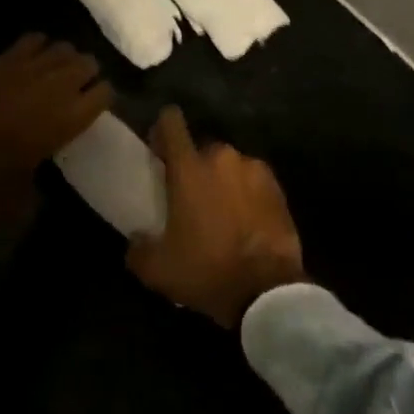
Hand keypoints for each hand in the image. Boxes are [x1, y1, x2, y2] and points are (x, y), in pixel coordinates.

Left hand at [0, 34, 113, 188]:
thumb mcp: (32, 193)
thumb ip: (47, 178)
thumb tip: (44, 177)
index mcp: (73, 117)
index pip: (106, 92)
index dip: (101, 96)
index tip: (94, 103)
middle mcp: (59, 86)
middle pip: (88, 63)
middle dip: (86, 72)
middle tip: (76, 85)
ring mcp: (31, 68)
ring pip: (63, 47)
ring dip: (64, 58)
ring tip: (56, 70)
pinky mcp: (4, 61)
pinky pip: (32, 40)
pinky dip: (37, 47)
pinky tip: (33, 58)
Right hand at [126, 107, 304, 328]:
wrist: (268, 292)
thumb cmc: (207, 270)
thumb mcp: (158, 269)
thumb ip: (138, 248)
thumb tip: (136, 240)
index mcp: (189, 167)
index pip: (171, 121)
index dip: (163, 130)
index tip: (160, 151)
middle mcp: (222, 157)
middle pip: (201, 149)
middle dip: (195, 167)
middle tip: (192, 198)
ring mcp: (254, 169)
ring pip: (230, 166)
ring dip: (223, 181)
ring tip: (223, 214)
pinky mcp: (278, 187)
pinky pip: (253, 181)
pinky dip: (248, 195)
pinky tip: (247, 222)